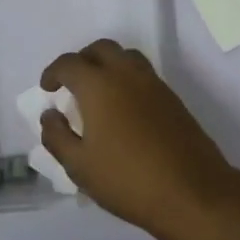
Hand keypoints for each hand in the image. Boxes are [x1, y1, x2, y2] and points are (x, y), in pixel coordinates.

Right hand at [38, 40, 239, 239]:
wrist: (191, 191)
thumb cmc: (127, 179)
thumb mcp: (79, 166)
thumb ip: (57, 136)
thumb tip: (50, 115)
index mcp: (99, 85)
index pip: (69, 63)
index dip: (53, 72)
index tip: (47, 89)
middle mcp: (126, 74)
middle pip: (101, 49)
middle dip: (82, 60)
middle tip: (71, 84)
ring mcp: (153, 83)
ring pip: (126, 56)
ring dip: (107, 64)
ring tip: (98, 91)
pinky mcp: (172, 97)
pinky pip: (143, 73)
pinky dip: (126, 78)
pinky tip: (123, 108)